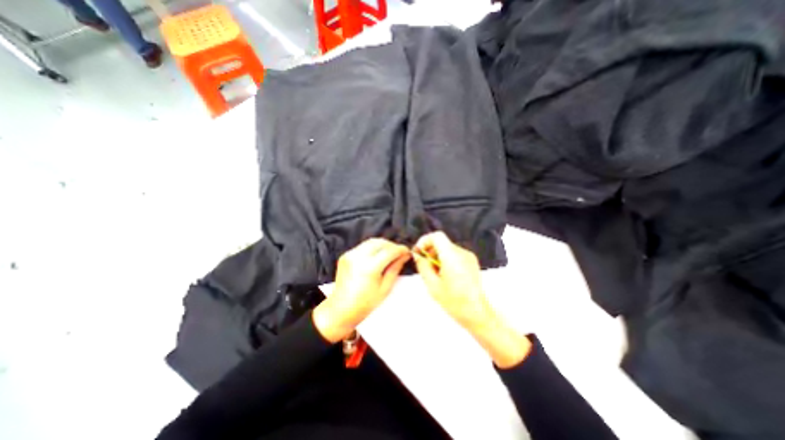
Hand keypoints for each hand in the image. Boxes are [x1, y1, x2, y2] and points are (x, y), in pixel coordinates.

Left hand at [313, 238, 411, 343]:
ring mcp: (350, 255)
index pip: (389, 251)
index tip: (407, 251)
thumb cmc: (365, 303)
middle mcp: (358, 257)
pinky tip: (376, 256)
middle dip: (392, 245)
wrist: (341, 309)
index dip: (400, 249)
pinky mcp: (346, 255)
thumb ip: (395, 268)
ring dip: (382, 245)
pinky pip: (363, 246)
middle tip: (399, 253)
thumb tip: (404, 256)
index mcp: (369, 268)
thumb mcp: (385, 288)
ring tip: (389, 254)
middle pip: (380, 242)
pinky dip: (372, 248)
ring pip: (371, 241)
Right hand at [411, 234, 488, 329]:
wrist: (477, 312)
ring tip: (435, 273)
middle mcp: (462, 253)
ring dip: (437, 256)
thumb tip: (417, 255)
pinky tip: (445, 274)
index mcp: (452, 257)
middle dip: (430, 250)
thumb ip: (423, 266)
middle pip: (442, 242)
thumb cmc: (454, 301)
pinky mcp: (472, 261)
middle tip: (425, 265)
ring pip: (447, 248)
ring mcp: (469, 256)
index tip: (419, 252)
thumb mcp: (432, 285)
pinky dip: (446, 259)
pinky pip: (455, 253)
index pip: (437, 236)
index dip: (425, 241)